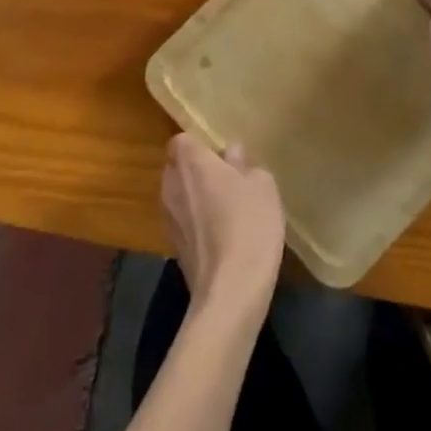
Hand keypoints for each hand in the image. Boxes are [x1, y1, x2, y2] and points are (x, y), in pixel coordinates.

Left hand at [161, 134, 285, 316]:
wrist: (231, 289)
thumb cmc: (249, 223)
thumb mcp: (263, 185)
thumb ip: (245, 164)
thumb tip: (231, 154)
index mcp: (191, 162)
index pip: (181, 140)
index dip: (198, 144)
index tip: (220, 154)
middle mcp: (172, 186)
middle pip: (176, 167)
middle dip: (195, 169)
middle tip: (226, 177)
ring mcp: (168, 218)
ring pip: (178, 195)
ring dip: (195, 197)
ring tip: (225, 207)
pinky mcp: (172, 247)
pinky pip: (182, 221)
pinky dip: (195, 222)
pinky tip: (220, 234)